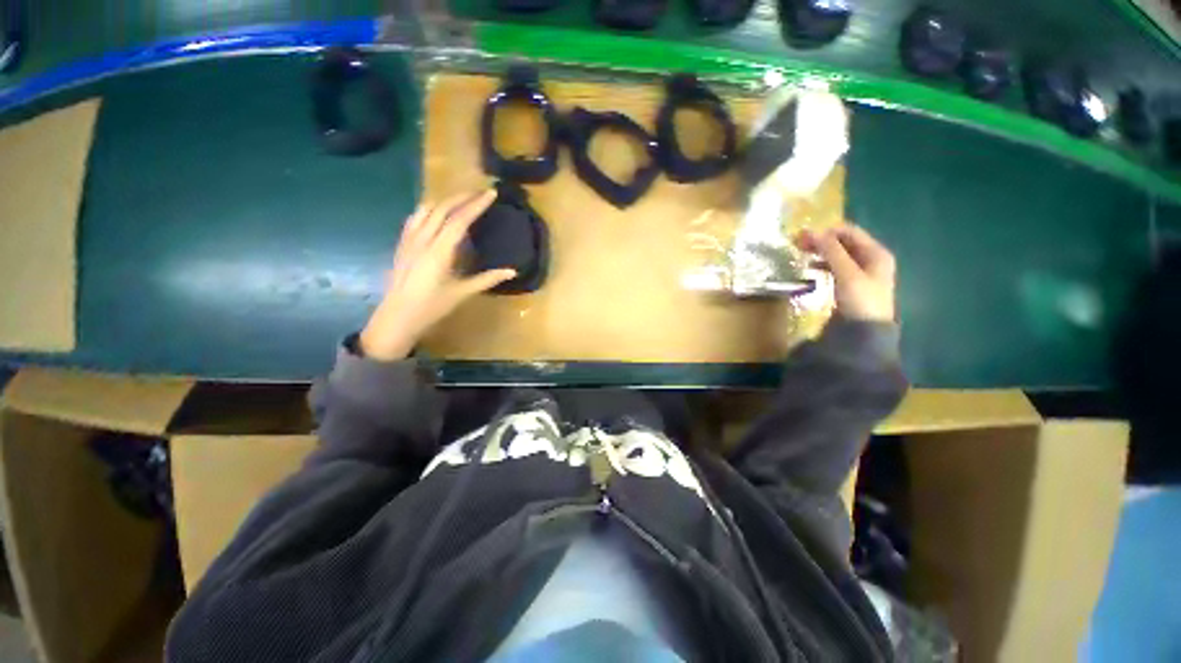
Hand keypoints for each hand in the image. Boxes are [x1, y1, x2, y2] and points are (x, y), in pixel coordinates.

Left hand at [360, 190, 516, 359]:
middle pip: (443, 208)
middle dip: (463, 197)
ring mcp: (409, 239)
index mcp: (440, 251)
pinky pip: (415, 217)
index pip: (460, 220)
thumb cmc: (433, 306)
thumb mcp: (463, 292)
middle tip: (480, 193)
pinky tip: (435, 211)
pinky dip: (429, 208)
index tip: (491, 193)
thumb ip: (488, 279)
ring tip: (461, 199)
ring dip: (445, 200)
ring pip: (427, 209)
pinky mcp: (402, 243)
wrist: (398, 315)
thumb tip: (513, 271)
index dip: (476, 205)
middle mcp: (423, 239)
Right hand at [795, 224, 895, 322]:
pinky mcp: (852, 284)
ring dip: (821, 252)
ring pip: (839, 254)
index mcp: (876, 252)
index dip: (827, 231)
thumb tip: (812, 232)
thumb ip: (831, 251)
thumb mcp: (846, 274)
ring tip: (803, 255)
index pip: (850, 232)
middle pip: (844, 242)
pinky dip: (823, 264)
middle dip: (822, 241)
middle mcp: (871, 258)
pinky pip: (836, 267)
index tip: (803, 237)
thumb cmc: (860, 300)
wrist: (865, 332)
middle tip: (799, 245)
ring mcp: (862, 272)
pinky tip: (811, 269)